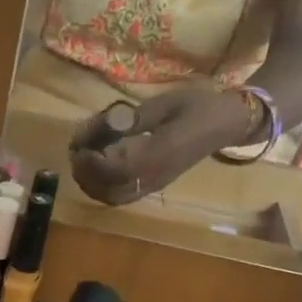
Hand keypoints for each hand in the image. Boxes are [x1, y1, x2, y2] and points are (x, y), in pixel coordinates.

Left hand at [67, 87, 259, 205]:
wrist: (225, 123)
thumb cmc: (197, 106)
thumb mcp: (165, 104)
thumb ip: (135, 118)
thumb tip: (105, 125)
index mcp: (160, 155)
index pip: (117, 170)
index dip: (93, 162)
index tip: (79, 146)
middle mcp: (154, 177)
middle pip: (109, 189)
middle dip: (86, 173)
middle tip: (76, 150)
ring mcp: (153, 185)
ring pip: (112, 197)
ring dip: (90, 183)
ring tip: (81, 160)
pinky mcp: (152, 187)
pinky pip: (120, 197)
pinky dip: (101, 188)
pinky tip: (95, 170)